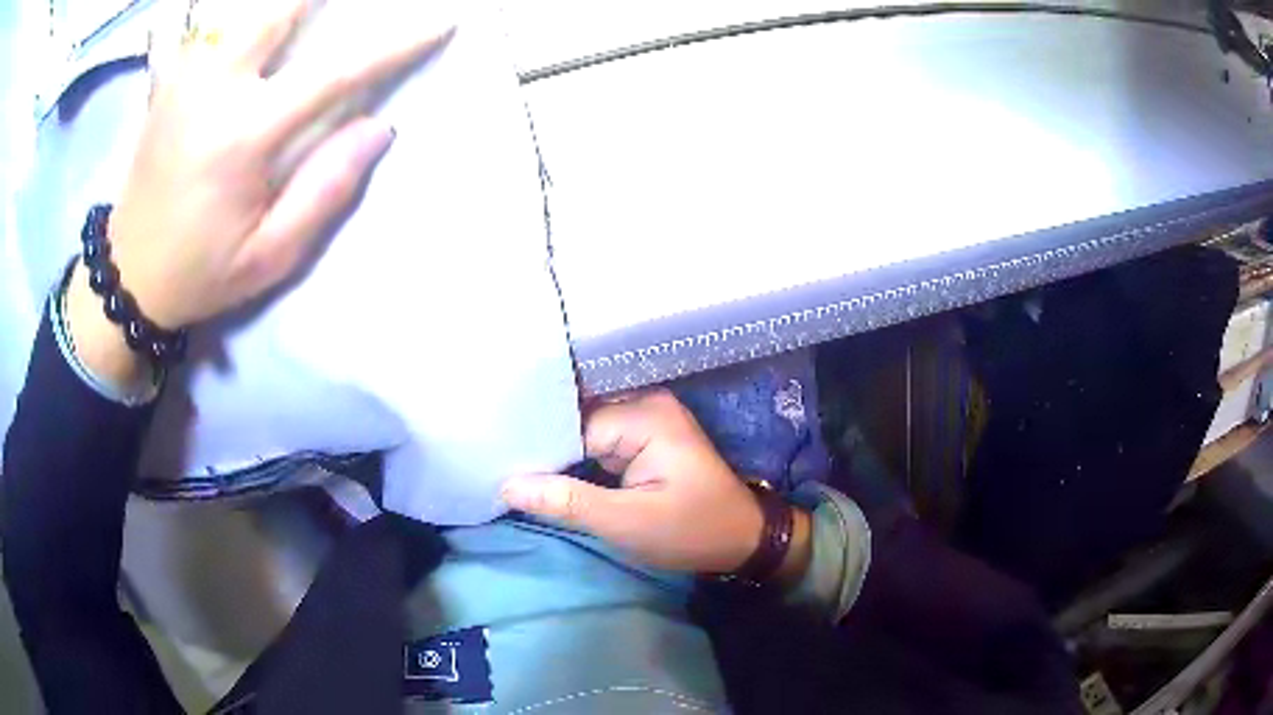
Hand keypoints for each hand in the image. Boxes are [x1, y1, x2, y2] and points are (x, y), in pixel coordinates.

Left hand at [67, 0, 452, 385]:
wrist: (127, 275)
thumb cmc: (200, 272)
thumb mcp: (269, 256)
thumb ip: (325, 190)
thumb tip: (379, 128)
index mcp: (241, 137)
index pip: (333, 72)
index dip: (393, 44)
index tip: (440, 22)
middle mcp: (211, 88)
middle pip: (279, 7)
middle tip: (357, 1)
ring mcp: (186, 76)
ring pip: (249, 8)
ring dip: (287, 6)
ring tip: (317, 13)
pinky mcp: (172, 78)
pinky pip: (224, 24)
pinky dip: (253, 16)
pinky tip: (272, 27)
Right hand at [502, 389, 810, 578]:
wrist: (743, 539)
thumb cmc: (692, 531)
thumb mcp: (628, 523)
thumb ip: (568, 502)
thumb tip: (507, 485)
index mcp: (645, 415)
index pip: (571, 425)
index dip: (537, 452)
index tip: (499, 471)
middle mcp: (644, 404)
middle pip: (575, 421)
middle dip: (543, 448)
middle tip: (498, 468)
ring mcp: (645, 419)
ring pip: (583, 432)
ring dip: (557, 455)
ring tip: (512, 470)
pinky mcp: (644, 437)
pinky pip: (598, 441)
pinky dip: (577, 460)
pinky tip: (546, 474)